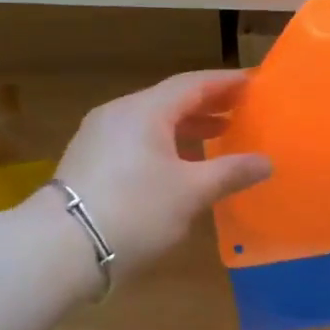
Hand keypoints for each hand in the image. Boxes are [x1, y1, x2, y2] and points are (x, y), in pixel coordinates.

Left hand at [52, 70, 271, 275]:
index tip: (253, 84)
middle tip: (240, 112)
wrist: (63, 247)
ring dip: (185, 128)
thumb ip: (230, 172)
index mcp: (146, 110)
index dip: (225, 83)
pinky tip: (177, 166)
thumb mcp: (191, 192)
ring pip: (150, 122)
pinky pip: (134, 140)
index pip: (193, 83)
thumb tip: (266, 162)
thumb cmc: (136, 210)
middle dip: (207, 106)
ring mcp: (98, 136)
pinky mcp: (88, 161)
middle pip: (170, 100)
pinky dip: (162, 144)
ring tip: (216, 138)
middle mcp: (119, 113)